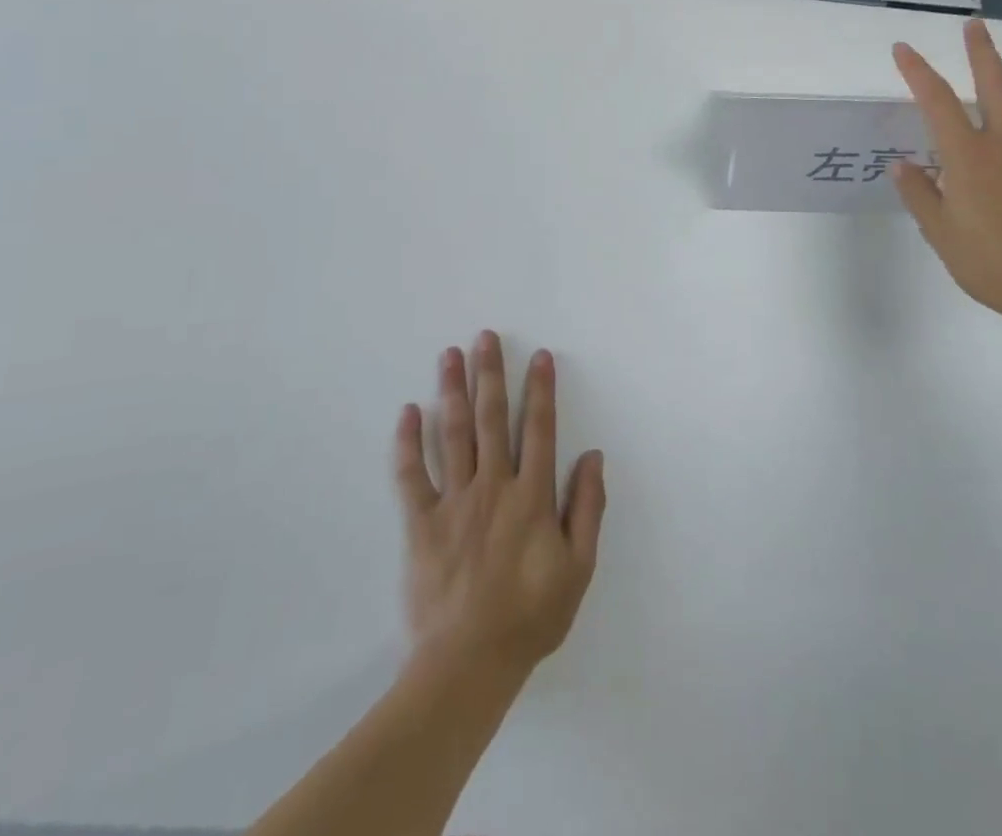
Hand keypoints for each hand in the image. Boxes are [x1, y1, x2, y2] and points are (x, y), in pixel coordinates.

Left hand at [393, 331, 606, 680]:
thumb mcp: (578, 567)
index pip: (539, 429)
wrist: (468, 664)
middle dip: (490, 374)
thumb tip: (593, 456)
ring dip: (453, 391)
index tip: (540, 356)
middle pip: (491, 419)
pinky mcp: (421, 524)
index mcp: (531, 496)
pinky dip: (408, 443)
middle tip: (485, 337)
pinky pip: (412, 476)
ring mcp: (454, 502)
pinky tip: (409, 412)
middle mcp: (493, 486)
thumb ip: (588, 508)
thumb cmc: (530, 616)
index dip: (541, 390)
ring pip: (453, 435)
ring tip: (450, 355)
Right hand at [891, 20, 1001, 331]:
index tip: (903, 49)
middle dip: (981, 50)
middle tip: (975, 24)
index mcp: (968, 157)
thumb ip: (920, 194)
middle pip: (994, 83)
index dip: (918, 72)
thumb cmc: (991, 263)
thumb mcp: (941, 233)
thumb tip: (901, 165)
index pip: (937, 102)